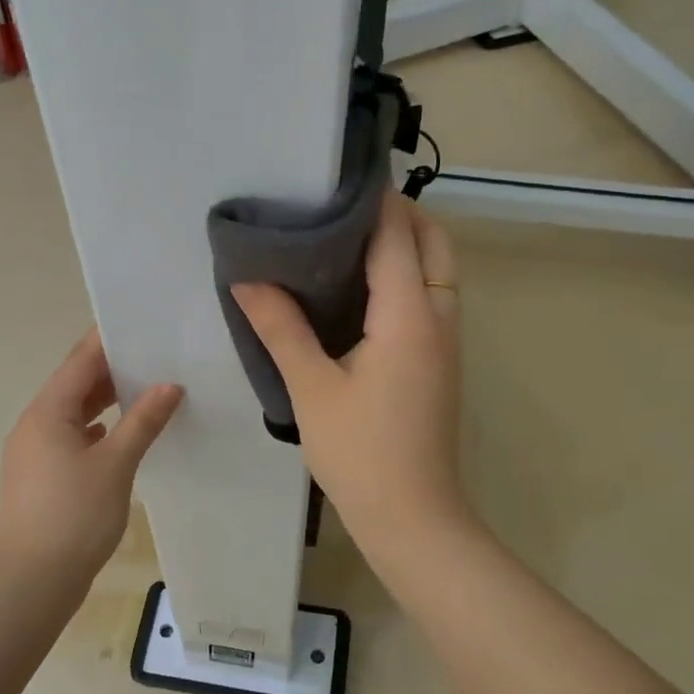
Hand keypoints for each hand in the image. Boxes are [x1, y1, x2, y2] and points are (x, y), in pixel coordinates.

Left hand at [0, 329, 183, 595]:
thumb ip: (143, 421)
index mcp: (47, 412)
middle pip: (75, 384)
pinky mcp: (41, 475)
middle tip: (155, 355)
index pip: (80, 361)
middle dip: (112, 369)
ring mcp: (34, 451)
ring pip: (73, 412)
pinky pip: (71, 437)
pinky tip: (121, 433)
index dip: (109, 340)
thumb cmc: (74, 516)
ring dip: (105, 400)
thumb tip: (169, 385)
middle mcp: (35, 424)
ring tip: (146, 388)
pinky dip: (97, 428)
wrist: (32, 581)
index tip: (141, 323)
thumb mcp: (116, 464)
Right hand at [232, 193, 469, 563]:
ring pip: (437, 270)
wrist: (412, 517)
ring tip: (347, 238)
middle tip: (342, 208)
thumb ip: (282, 330)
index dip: (373, 199)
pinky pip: (431, 298)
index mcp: (409, 316)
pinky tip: (361, 289)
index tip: (336, 176)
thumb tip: (248, 281)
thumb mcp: (313, 390)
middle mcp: (438, 318)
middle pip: (434, 243)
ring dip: (406, 244)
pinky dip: (407, 276)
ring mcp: (445, 341)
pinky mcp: (440, 362)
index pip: (397, 235)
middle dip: (399, 214)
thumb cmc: (361, 454)